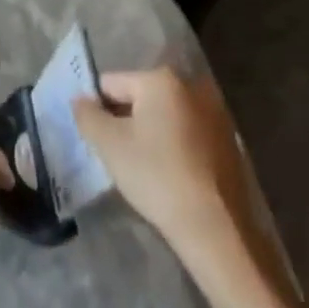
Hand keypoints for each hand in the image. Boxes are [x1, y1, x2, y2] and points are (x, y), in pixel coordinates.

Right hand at [72, 69, 256, 265]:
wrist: (216, 227)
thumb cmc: (156, 176)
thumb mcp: (109, 144)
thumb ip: (87, 115)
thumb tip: (80, 100)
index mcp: (161, 79)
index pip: (111, 84)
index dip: (96, 109)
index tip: (95, 138)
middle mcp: (191, 86)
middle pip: (140, 97)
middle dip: (124, 120)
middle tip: (115, 154)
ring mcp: (215, 113)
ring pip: (164, 116)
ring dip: (149, 133)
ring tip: (140, 167)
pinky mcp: (228, 141)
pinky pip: (186, 133)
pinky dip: (172, 146)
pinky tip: (167, 174)